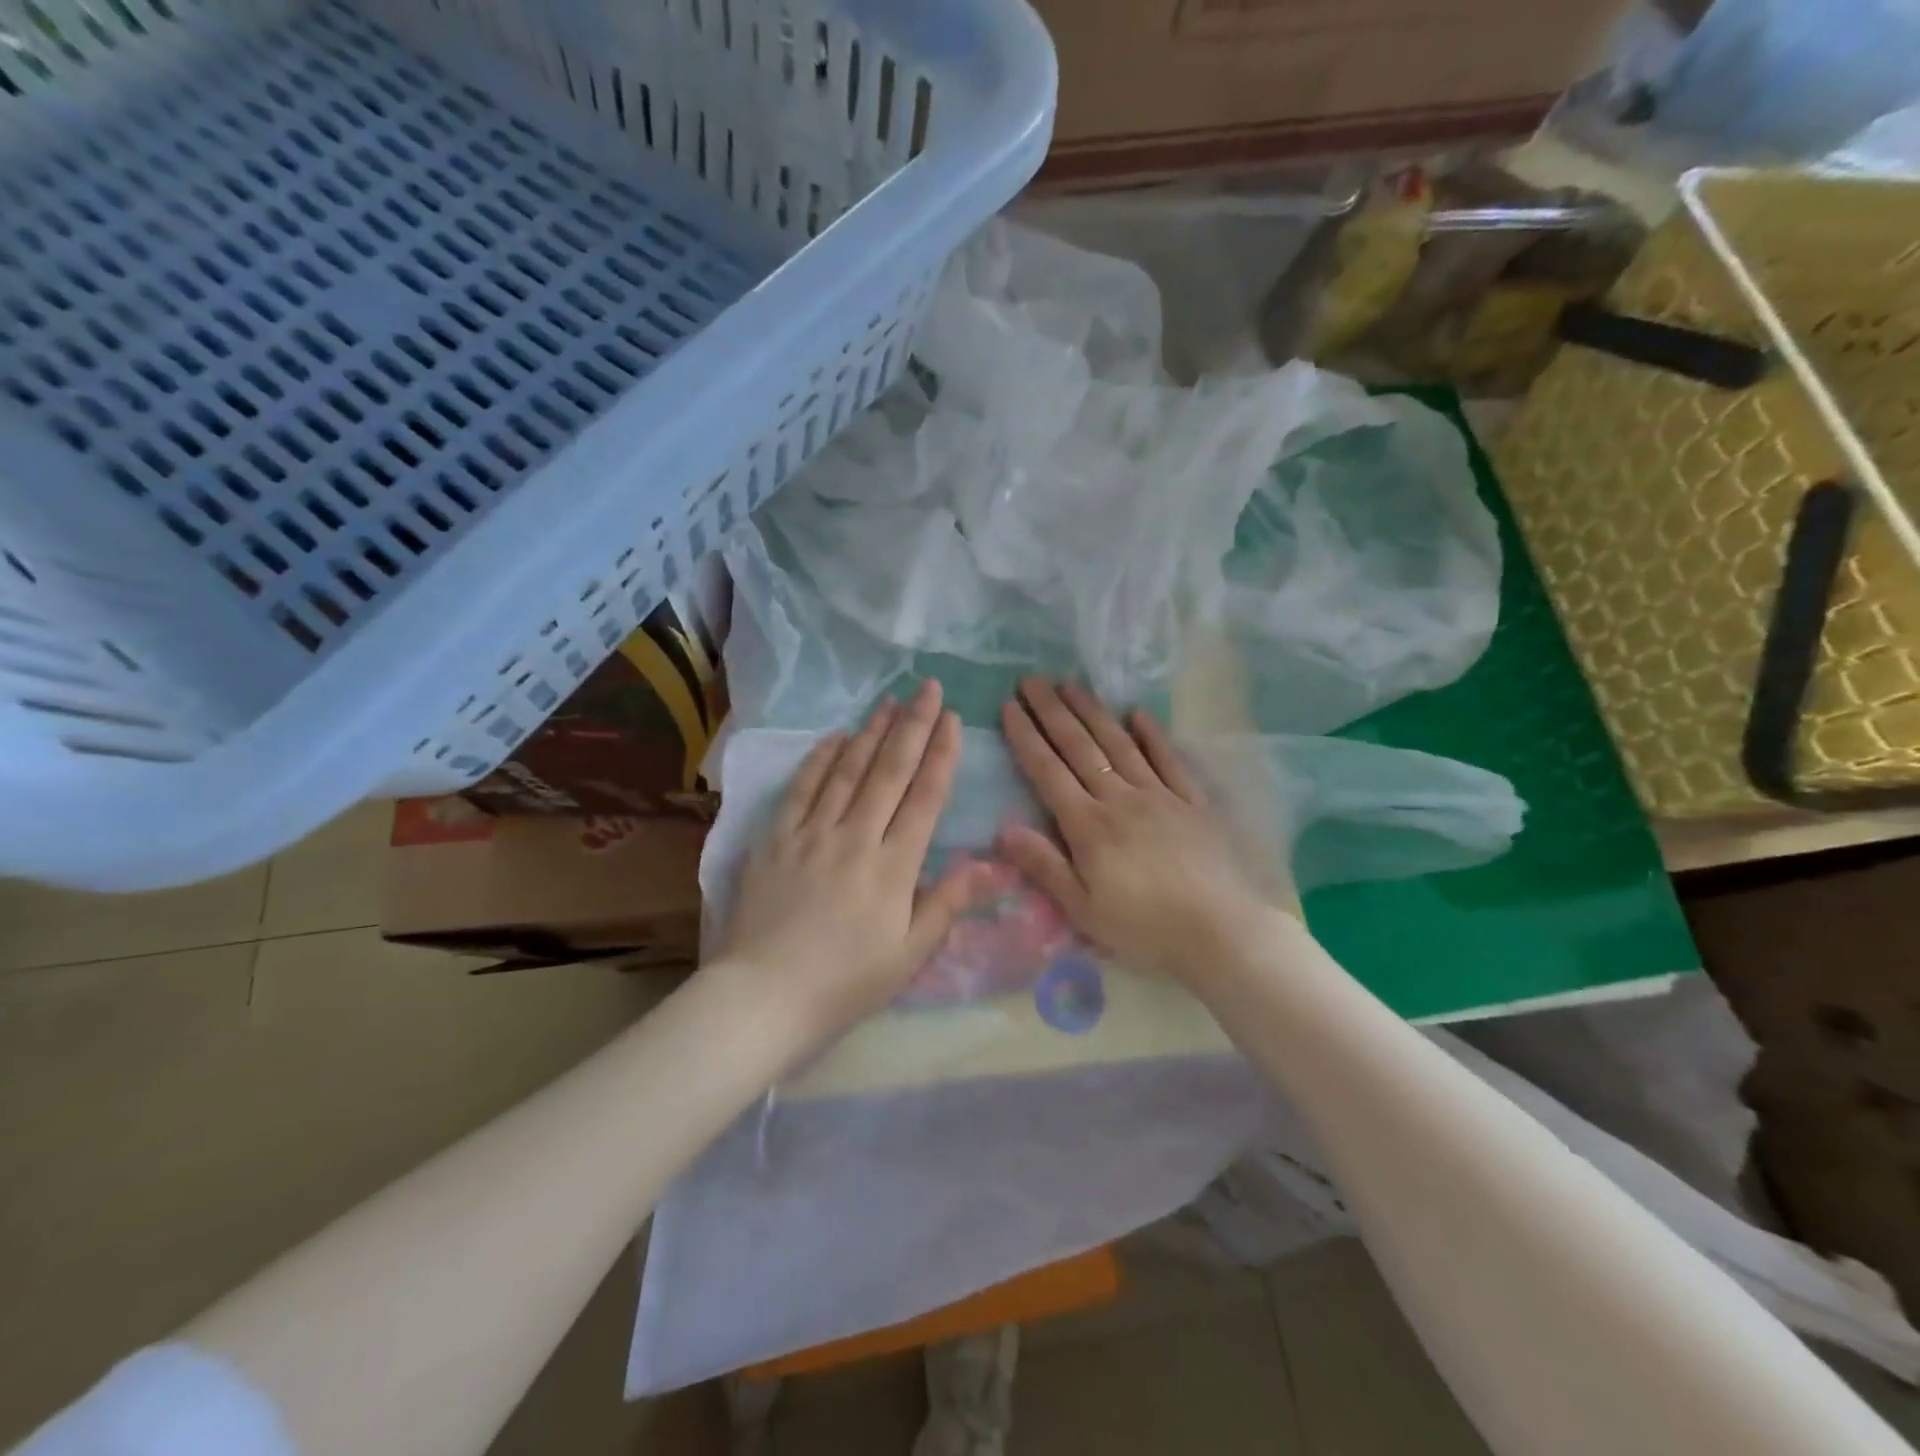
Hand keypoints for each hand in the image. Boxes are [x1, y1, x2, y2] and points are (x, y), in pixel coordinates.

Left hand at [712, 681, 979, 1053]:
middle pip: (889, 772)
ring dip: (870, 732)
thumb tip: (993, 864)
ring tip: (890, 701)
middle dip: (913, 727)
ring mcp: (811, 834)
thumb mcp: (909, 954)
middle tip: (928, 689)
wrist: (763, 997)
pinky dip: (820, 760)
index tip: (953, 720)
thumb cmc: (846, 983)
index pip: (924, 798)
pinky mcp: (775, 840)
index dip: (941, 756)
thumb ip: (949, 903)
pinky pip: (801, 789)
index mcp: (893, 867)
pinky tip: (834, 737)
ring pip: (847, 771)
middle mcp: (854, 838)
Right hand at [998, 678, 1290, 988]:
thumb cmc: (1144, 928)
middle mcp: (1120, 799)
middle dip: (1052, 712)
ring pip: (1119, 744)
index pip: (1048, 772)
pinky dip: (1152, 734)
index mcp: (1088, 826)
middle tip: (1032, 680)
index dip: (1027, 737)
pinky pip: (1169, 759)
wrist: (1221, 933)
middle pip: (1080, 747)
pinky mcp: (1192, 801)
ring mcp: (1159, 795)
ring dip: (1093, 712)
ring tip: (1071, 684)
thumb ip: (1044, 866)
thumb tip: (1003, 828)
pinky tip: (1138, 713)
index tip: (1010, 707)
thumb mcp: (1083, 909)